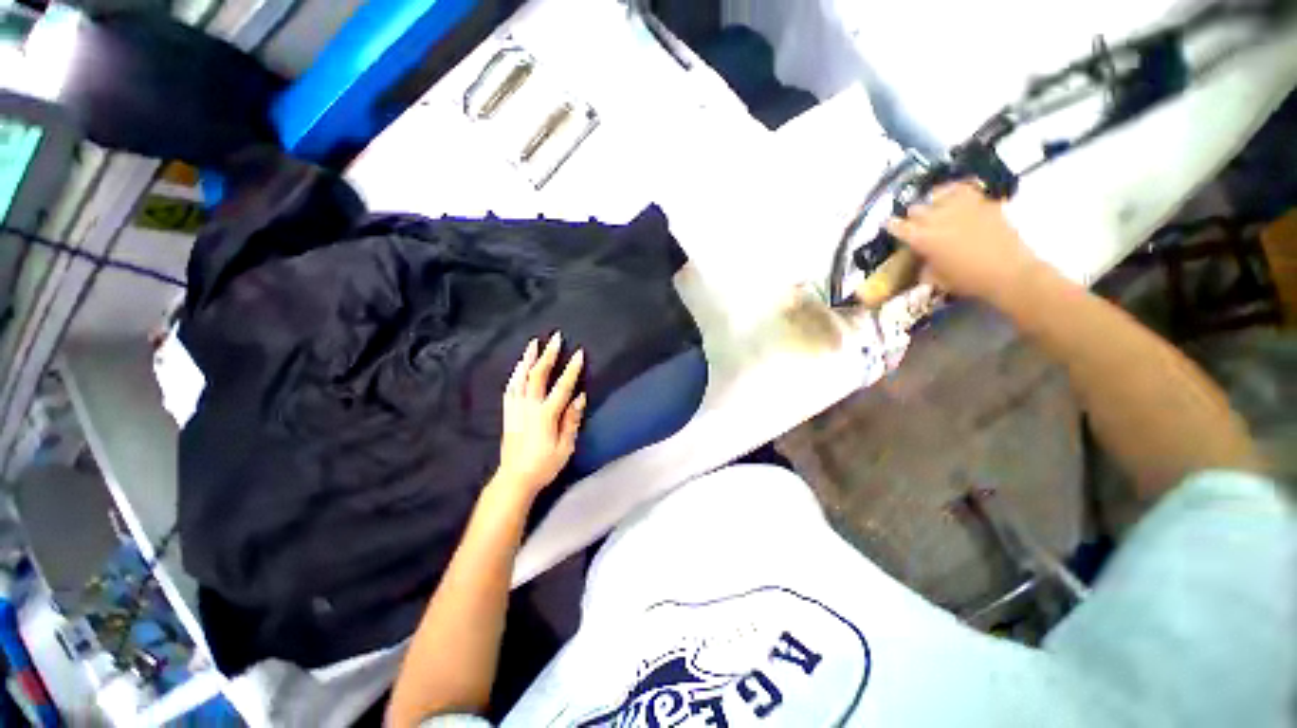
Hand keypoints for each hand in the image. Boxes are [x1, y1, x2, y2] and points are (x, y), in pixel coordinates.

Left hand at [495, 332, 585, 497]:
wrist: (515, 479)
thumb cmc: (544, 465)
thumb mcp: (565, 446)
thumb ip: (571, 420)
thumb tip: (580, 397)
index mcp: (545, 415)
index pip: (562, 387)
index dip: (571, 369)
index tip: (579, 353)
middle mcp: (528, 407)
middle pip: (538, 375)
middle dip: (548, 355)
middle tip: (555, 338)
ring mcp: (515, 409)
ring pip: (520, 378)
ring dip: (528, 359)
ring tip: (533, 344)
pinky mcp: (507, 413)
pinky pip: (510, 388)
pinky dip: (515, 374)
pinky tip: (518, 367)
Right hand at [885, 182, 1041, 305]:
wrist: (1009, 273)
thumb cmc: (968, 281)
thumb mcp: (937, 279)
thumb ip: (925, 266)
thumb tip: (923, 261)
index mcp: (922, 239)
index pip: (898, 227)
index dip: (891, 227)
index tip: (890, 227)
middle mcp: (938, 219)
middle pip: (916, 209)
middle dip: (913, 218)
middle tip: (916, 225)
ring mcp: (961, 207)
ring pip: (938, 194)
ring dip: (933, 202)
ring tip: (935, 208)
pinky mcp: (982, 202)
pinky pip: (964, 189)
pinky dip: (955, 192)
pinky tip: (955, 198)